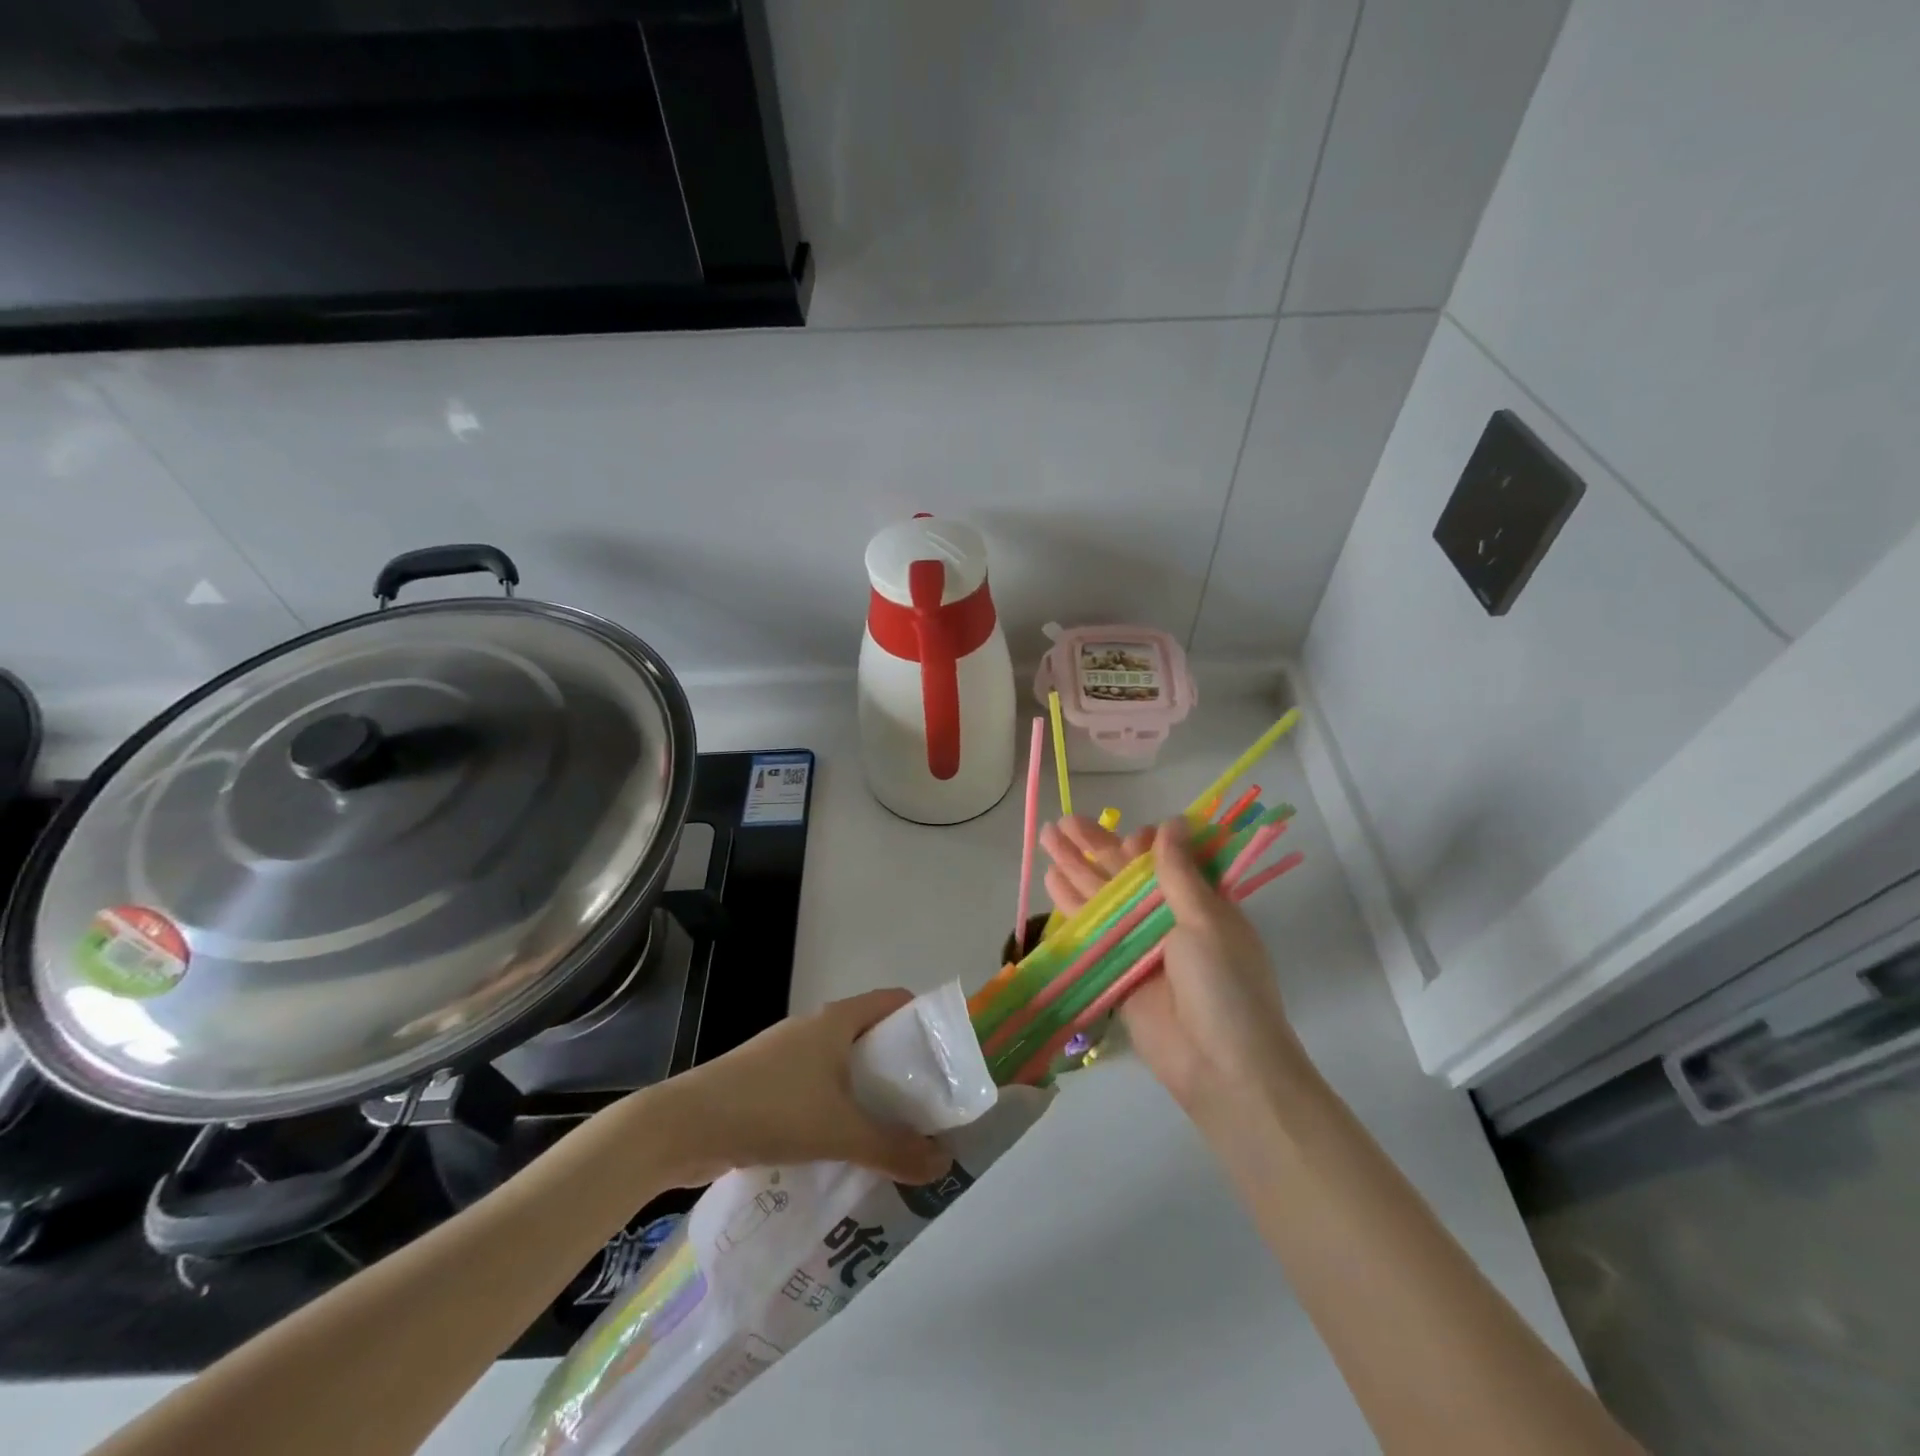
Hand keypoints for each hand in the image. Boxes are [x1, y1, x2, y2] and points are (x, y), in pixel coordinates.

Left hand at [645, 990, 949, 1185]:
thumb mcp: (839, 1131)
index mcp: (835, 1021)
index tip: (945, 1054)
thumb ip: (893, 1149)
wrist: (683, 1126)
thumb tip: (943, 1164)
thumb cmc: (770, 1109)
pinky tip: (842, 1144)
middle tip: (927, 1103)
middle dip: (899, 1064)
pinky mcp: (765, 1083)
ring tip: (892, 1128)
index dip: (922, 1018)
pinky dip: (836, 1106)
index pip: (892, 1001)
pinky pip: (815, 1086)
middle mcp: (813, 1028)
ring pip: (840, 1064)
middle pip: (869, 1034)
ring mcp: (785, 1055)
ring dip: (866, 1089)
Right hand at [1039, 816, 1299, 1116]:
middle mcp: (1168, 919)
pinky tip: (1051, 880)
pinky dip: (1072, 906)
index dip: (1143, 845)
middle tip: (1063, 820)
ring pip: (1102, 897)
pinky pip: (1091, 930)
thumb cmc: (1224, 986)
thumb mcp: (1206, 921)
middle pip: (1125, 874)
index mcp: (1201, 903)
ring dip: (1075, 867)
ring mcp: (1140, 945)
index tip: (1129, 838)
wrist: (1222, 1068)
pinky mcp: (1117, 971)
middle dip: (1095, 846)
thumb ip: (1179, 873)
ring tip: (1047, 837)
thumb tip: (1170, 823)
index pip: (1166, 860)